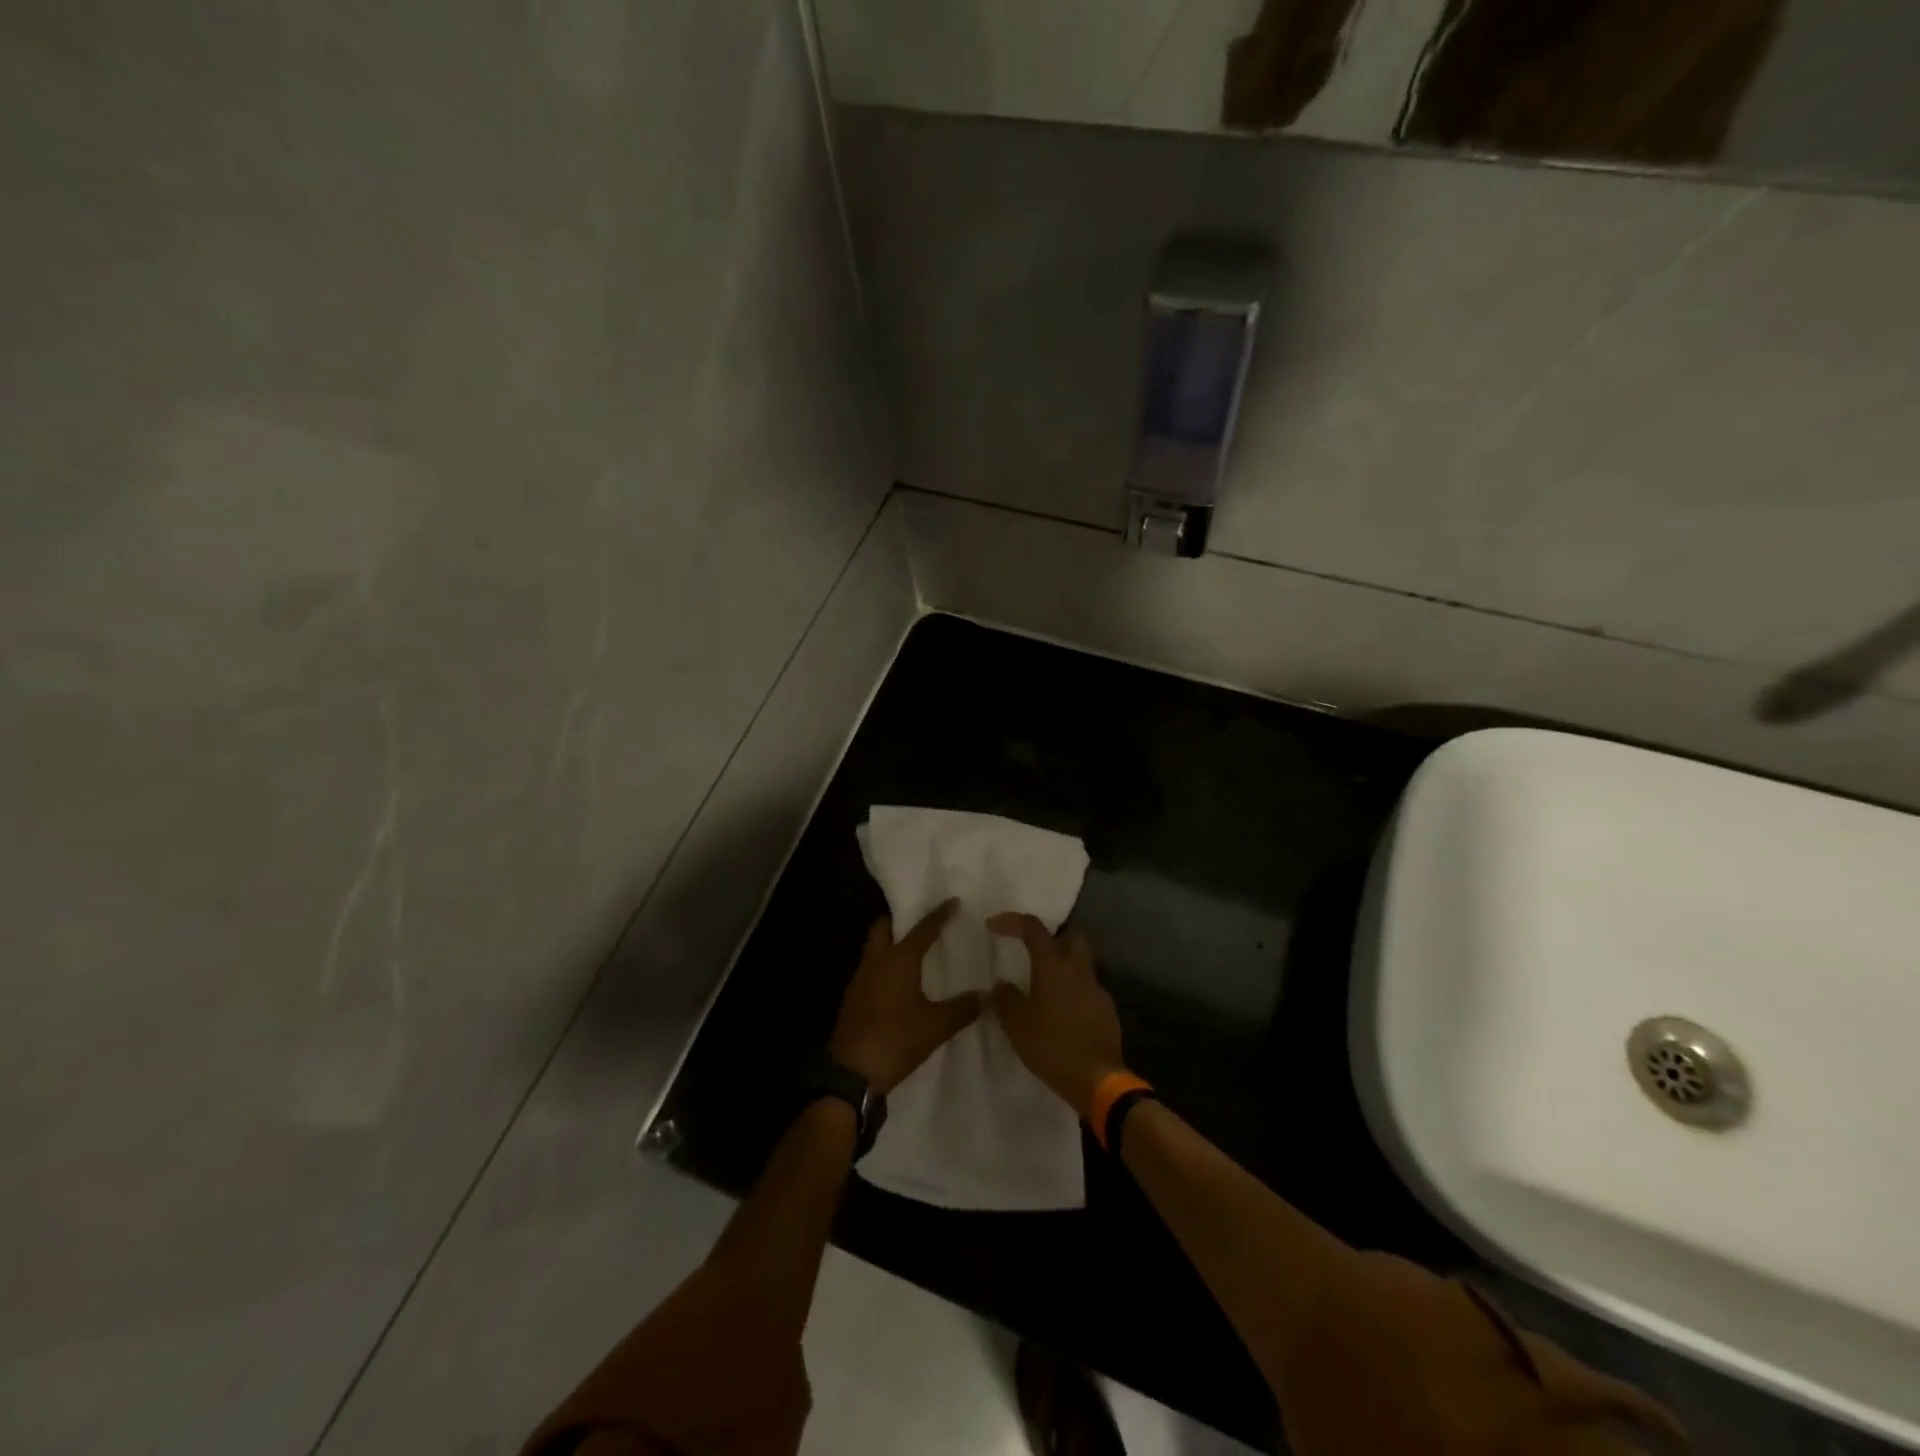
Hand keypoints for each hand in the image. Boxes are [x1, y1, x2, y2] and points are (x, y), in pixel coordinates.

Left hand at [829, 899, 981, 1094]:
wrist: (851, 1074)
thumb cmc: (895, 1040)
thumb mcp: (935, 1026)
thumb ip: (962, 1008)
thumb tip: (987, 996)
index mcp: (898, 960)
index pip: (922, 929)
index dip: (939, 914)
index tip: (952, 901)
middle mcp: (876, 961)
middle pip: (883, 928)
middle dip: (899, 920)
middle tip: (920, 922)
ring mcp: (860, 979)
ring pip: (874, 948)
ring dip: (890, 943)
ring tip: (913, 950)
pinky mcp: (853, 998)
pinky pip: (870, 969)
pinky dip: (884, 965)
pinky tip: (898, 981)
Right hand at [986, 914, 1125, 1119]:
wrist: (1097, 1079)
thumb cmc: (1051, 1046)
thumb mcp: (1016, 1024)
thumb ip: (1005, 999)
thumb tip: (1000, 985)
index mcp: (1053, 965)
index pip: (1033, 928)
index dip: (1012, 921)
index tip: (992, 925)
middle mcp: (1078, 969)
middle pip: (1070, 937)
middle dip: (1051, 939)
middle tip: (1032, 954)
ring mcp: (1097, 989)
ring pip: (1081, 964)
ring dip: (1063, 969)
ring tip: (1044, 990)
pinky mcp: (1107, 1010)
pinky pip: (1088, 990)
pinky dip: (1074, 993)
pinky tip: (1062, 1014)